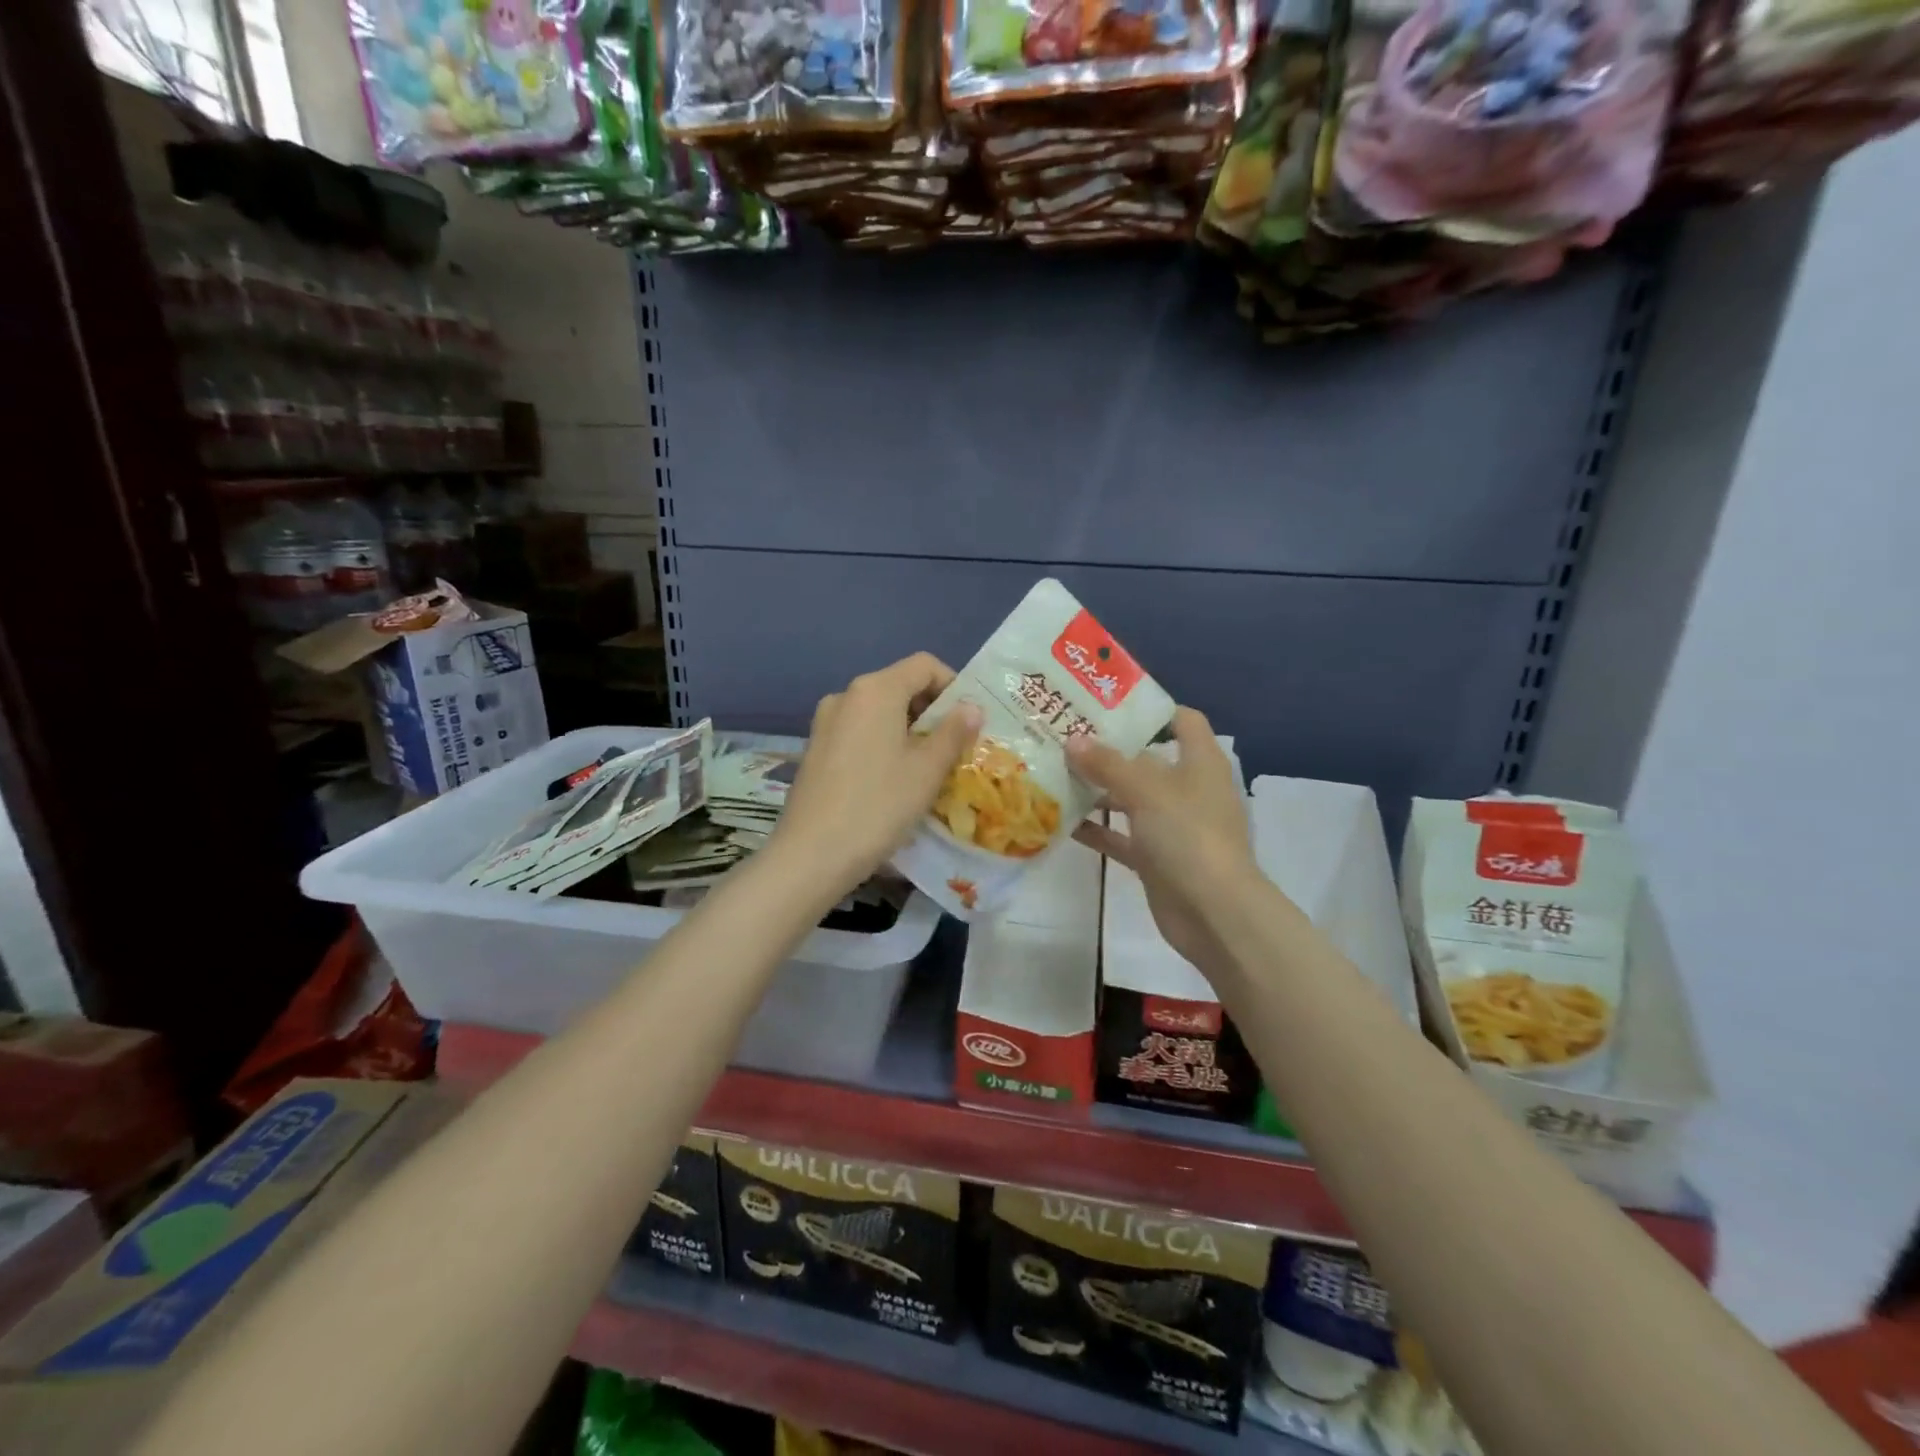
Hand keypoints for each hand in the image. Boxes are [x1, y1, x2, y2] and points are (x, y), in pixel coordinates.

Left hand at [774, 653, 982, 892]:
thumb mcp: (927, 770)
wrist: (812, 855)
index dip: (953, 685)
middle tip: (955, 748)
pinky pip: (860, 732)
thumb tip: (972, 707)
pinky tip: (893, 780)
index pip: (924, 665)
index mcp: (875, 690)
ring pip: (879, 712)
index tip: (969, 721)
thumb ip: (954, 732)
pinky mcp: (816, 748)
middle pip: (900, 686)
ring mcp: (826, 722)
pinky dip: (883, 743)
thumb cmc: (878, 806)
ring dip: (909, 729)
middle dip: (932, 711)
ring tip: (928, 767)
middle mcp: (846, 695)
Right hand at [1066, 708, 1256, 975]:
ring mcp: (1172, 826)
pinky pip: (1121, 837)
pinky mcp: (1156, 858)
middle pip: (1147, 759)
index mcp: (1200, 762)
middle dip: (1109, 750)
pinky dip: (1096, 830)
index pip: (1182, 720)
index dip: (1150, 708)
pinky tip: (1061, 821)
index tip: (1107, 702)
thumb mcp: (1146, 791)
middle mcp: (1188, 789)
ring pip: (1130, 799)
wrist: (1214, 914)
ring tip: (1054, 773)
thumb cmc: (1188, 836)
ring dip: (1097, 790)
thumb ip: (1108, 764)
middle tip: (1064, 736)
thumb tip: (1072, 740)